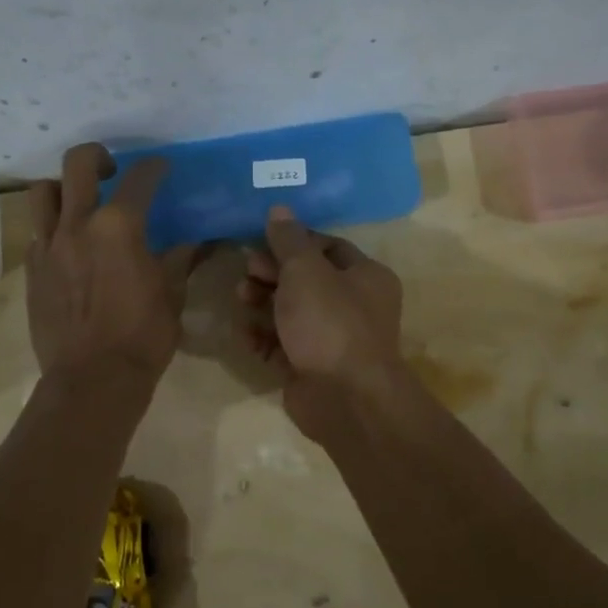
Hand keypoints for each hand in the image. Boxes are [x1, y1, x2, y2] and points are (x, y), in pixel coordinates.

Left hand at [27, 143, 199, 385]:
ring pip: (44, 192)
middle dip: (97, 157)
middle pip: (78, 164)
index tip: (161, 168)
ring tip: (79, 203)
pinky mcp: (32, 269)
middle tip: (111, 172)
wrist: (92, 379)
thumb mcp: (171, 296)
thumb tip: (192, 244)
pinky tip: (69, 246)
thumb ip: (178, 261)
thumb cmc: (142, 337)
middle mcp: (78, 225)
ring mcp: (49, 246)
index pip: (139, 179)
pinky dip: (53, 227)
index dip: (154, 168)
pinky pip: (37, 232)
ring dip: (63, 188)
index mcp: (119, 228)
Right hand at [238, 205, 406, 433]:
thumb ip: (289, 240)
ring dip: (263, 304)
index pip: (327, 247)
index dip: (293, 242)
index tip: (261, 241)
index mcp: (366, 276)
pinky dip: (264, 338)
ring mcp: (333, 339)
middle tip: (246, 272)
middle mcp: (355, 305)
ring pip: (292, 313)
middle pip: (306, 280)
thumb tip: (280, 209)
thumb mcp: (306, 271)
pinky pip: (284, 345)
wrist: (344, 398)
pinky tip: (245, 336)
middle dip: (272, 274)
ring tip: (241, 300)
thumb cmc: (330, 323)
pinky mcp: (312, 367)